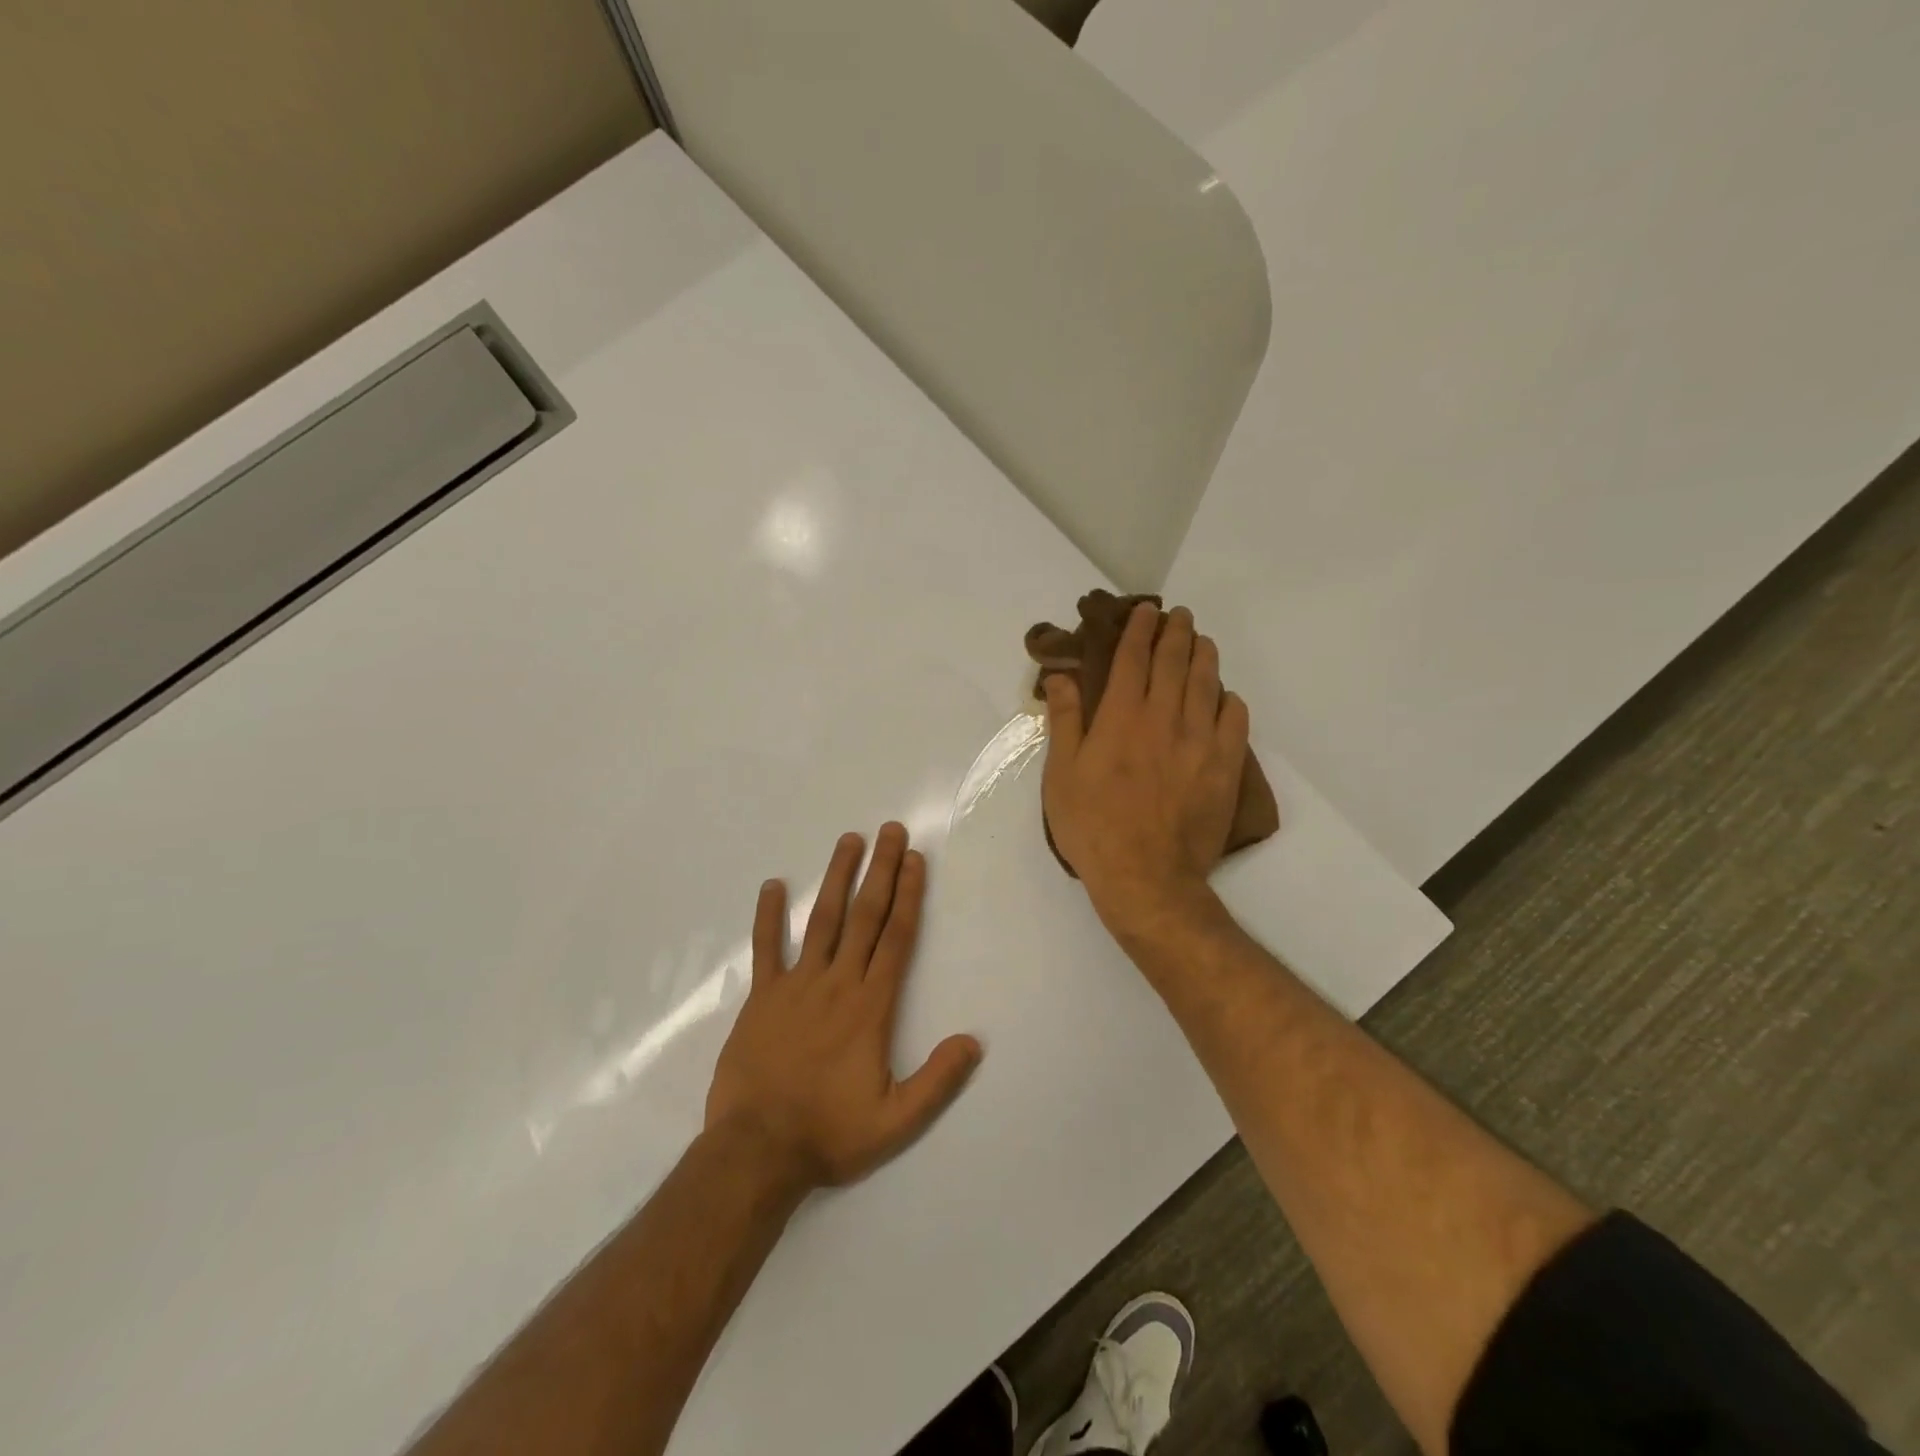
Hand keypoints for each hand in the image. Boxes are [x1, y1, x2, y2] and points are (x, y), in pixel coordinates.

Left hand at [705, 823, 982, 1189]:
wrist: (756, 1151)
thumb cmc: (829, 1133)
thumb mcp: (896, 1120)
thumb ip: (937, 1080)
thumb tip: (973, 1041)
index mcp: (870, 1006)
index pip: (896, 938)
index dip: (908, 895)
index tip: (915, 860)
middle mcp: (837, 983)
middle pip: (865, 916)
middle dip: (880, 870)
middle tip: (890, 831)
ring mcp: (795, 985)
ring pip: (821, 920)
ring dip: (837, 878)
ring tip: (849, 840)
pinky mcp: (761, 997)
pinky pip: (766, 948)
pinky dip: (768, 916)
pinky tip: (772, 885)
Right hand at [1041, 603, 1249, 939]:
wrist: (1146, 876)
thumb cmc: (1093, 826)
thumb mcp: (1061, 774)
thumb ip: (1065, 720)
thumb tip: (1063, 675)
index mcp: (1121, 717)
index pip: (1134, 658)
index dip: (1139, 630)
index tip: (1145, 611)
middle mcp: (1164, 718)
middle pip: (1175, 662)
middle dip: (1176, 632)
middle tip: (1178, 616)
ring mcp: (1200, 741)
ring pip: (1208, 682)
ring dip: (1204, 655)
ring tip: (1201, 641)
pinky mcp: (1224, 766)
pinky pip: (1235, 718)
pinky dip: (1229, 698)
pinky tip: (1223, 695)